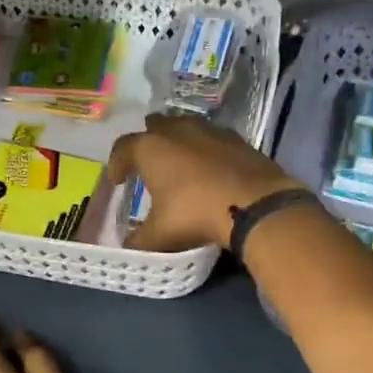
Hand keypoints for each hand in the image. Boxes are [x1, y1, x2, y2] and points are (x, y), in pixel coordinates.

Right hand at [108, 112, 306, 251]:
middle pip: (155, 126)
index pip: (123, 148)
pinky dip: (205, 149)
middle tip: (147, 164)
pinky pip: (213, 138)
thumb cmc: (195, 214)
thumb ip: (138, 241)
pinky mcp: (237, 139)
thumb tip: (128, 246)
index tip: (117, 181)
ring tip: (178, 162)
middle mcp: (177, 130)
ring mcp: (210, 130)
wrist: (255, 204)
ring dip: (178, 141)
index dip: (116, 164)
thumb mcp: (160, 235)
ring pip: (185, 126)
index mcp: (150, 148)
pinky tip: (209, 167)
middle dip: (148, 142)